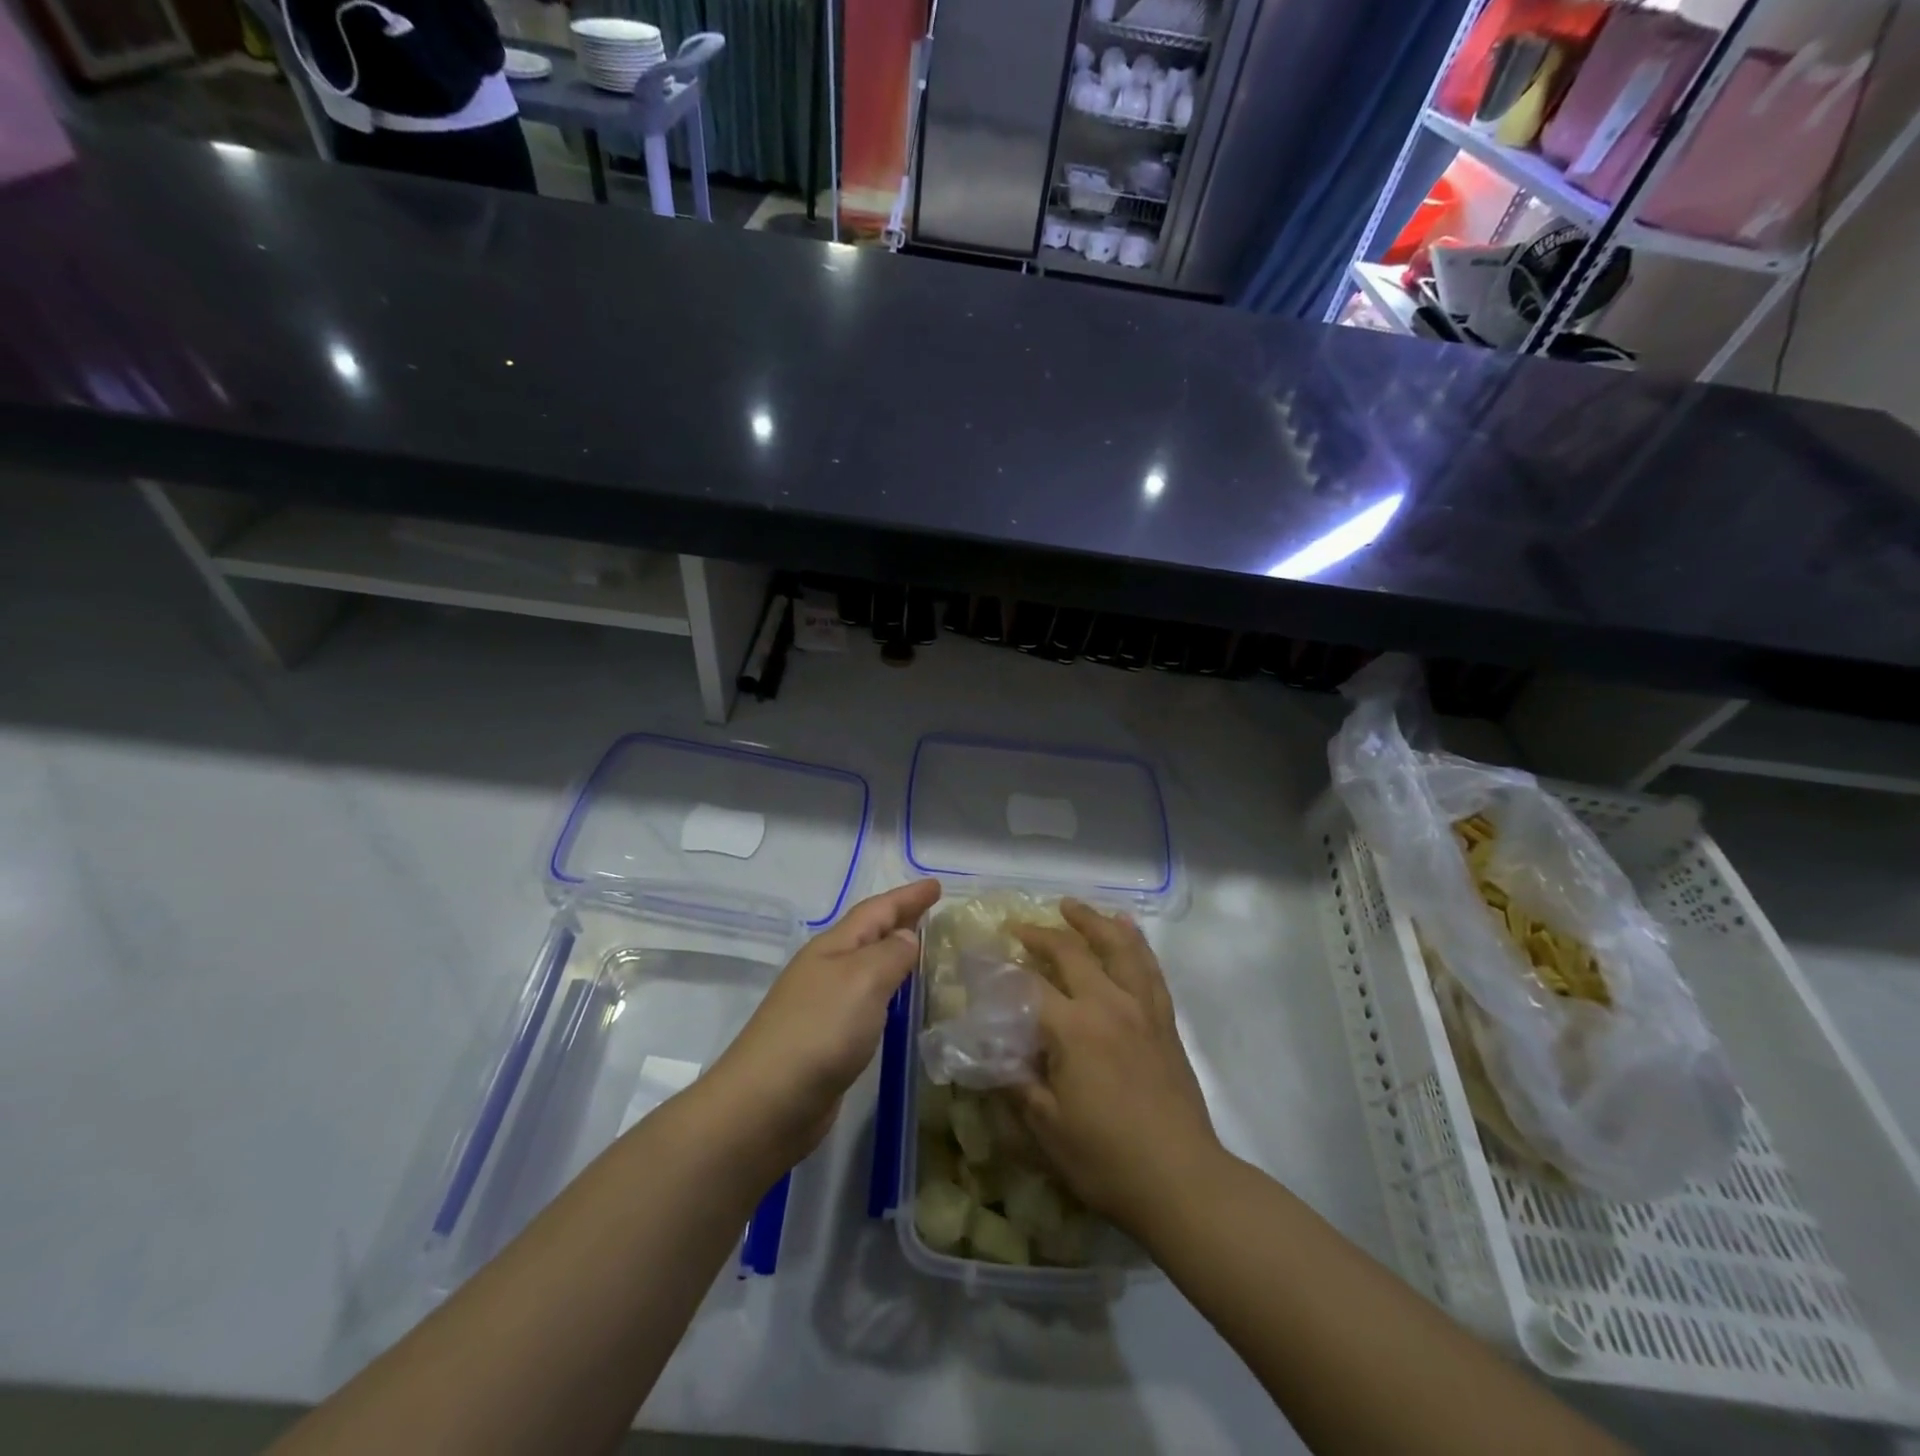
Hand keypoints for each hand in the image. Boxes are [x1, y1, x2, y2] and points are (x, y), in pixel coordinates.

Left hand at [707, 879, 941, 1168]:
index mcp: (833, 947)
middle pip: (868, 934)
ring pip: (866, 967)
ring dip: (893, 955)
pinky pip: (865, 1001)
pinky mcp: (826, 1040)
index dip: (907, 897)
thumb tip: (906, 937)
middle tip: (932, 912)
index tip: (937, 884)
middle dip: (900, 920)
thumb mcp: (863, 980)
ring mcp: (822, 1005)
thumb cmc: (819, 1030)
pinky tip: (897, 1004)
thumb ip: (890, 954)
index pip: (877, 910)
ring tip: (922, 952)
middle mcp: (826, 969)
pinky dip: (886, 992)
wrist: (767, 1104)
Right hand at [1011, 900, 1221, 1236]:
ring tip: (1071, 906)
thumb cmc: (1107, 1159)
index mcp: (1074, 1028)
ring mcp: (1142, 1008)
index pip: (1030, 985)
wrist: (1182, 1181)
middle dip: (1041, 935)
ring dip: (1091, 922)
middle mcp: (1108, 1004)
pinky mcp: (1164, 1020)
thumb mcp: (1046, 1127)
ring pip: (1117, 947)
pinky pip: (1149, 968)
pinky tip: (1126, 928)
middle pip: (1071, 952)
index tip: (982, 958)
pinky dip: (1135, 942)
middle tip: (1018, 927)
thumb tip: (990, 1055)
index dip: (1002, 970)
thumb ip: (1016, 1083)